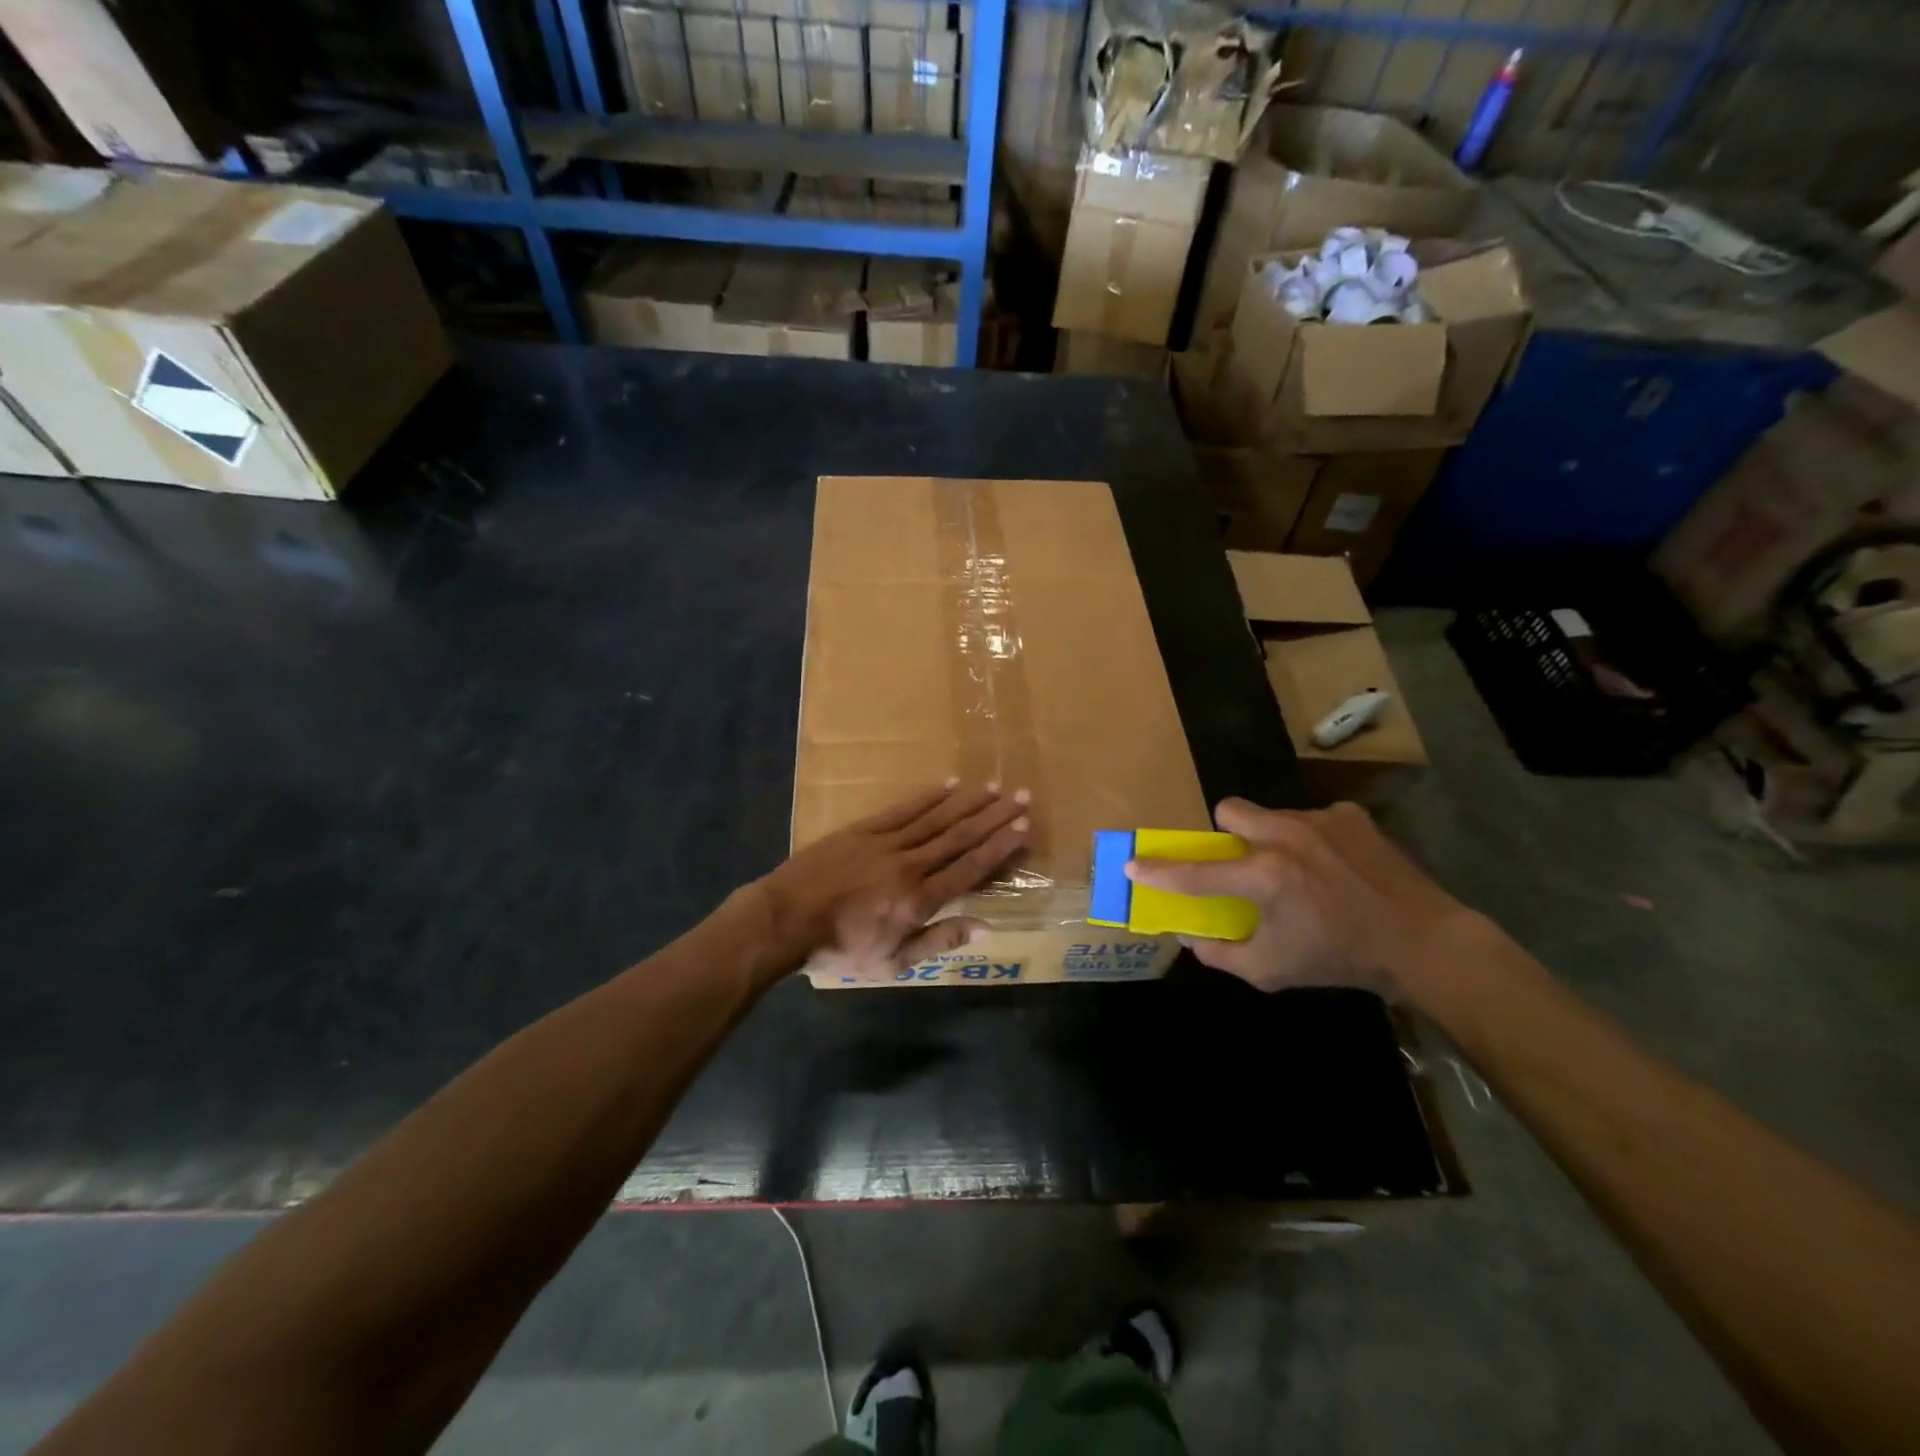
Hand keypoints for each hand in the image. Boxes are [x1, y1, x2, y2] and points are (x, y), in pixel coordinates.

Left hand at [753, 781, 1029, 979]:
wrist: (786, 919)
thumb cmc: (840, 948)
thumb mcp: (893, 962)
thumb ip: (939, 941)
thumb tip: (985, 926)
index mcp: (920, 900)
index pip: (970, 868)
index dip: (1000, 847)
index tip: (1023, 827)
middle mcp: (911, 865)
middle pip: (960, 836)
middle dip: (994, 816)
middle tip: (1022, 796)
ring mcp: (886, 843)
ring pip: (936, 818)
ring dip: (968, 801)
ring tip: (994, 786)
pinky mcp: (864, 830)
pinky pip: (903, 810)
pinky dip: (928, 797)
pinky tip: (948, 784)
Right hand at [1125, 798, 1474, 997]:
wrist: (1425, 943)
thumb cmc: (1341, 959)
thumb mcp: (1272, 971)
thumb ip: (1221, 954)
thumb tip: (1191, 938)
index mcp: (1264, 876)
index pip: (1195, 872)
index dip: (1158, 871)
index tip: (1132, 865)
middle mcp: (1286, 836)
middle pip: (1229, 810)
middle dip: (1225, 833)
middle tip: (1242, 863)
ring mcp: (1320, 820)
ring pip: (1272, 816)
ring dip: (1271, 840)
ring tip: (1300, 873)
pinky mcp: (1350, 816)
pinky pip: (1312, 819)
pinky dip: (1312, 841)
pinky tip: (1335, 868)